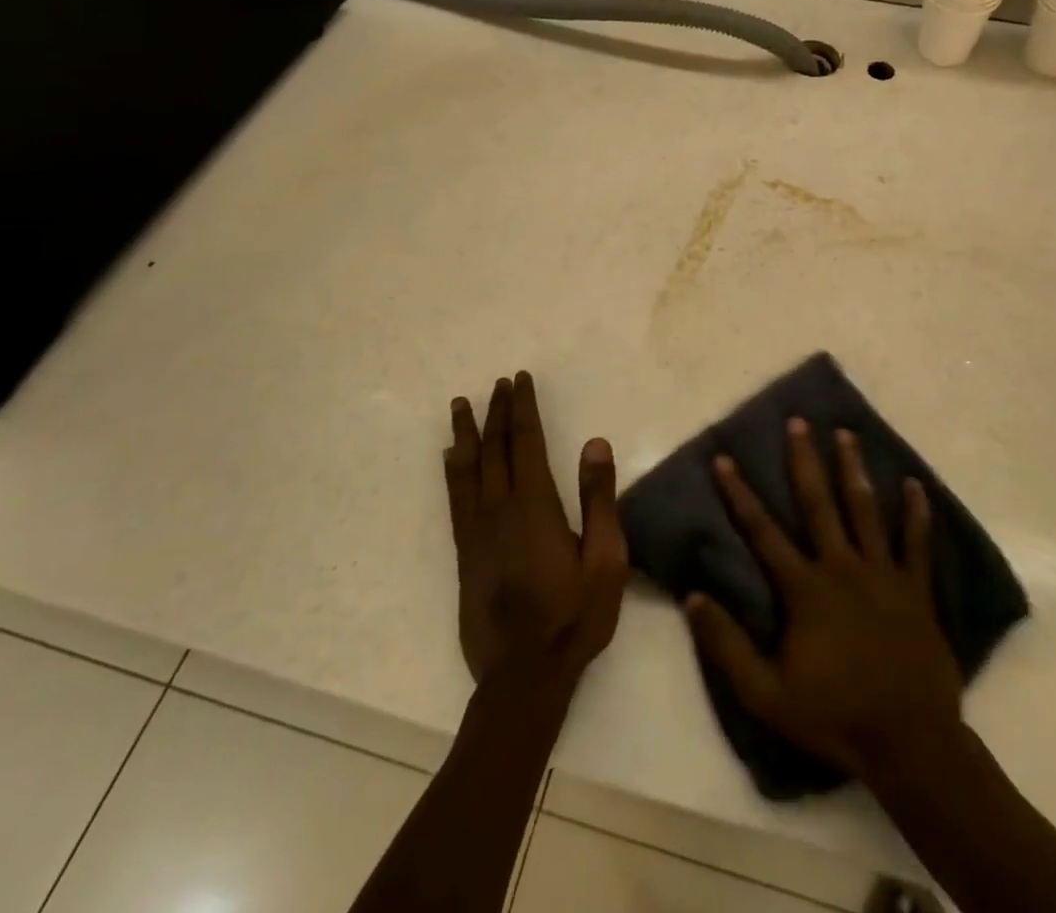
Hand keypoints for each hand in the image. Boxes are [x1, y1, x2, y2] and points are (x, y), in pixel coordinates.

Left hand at [444, 372, 627, 687]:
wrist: (524, 675)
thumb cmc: (575, 616)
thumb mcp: (606, 559)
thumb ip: (599, 499)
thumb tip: (594, 443)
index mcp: (535, 504)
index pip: (526, 441)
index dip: (523, 407)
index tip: (520, 379)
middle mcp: (500, 508)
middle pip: (495, 447)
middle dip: (497, 411)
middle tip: (499, 382)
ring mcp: (477, 530)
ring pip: (468, 468)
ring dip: (466, 432)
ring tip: (462, 404)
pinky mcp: (465, 552)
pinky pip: (455, 498)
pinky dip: (451, 470)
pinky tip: (449, 456)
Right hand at [686, 419, 963, 779]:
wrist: (910, 744)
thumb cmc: (834, 717)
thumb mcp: (767, 694)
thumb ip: (727, 646)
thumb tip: (693, 597)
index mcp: (804, 588)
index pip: (762, 531)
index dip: (739, 493)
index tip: (723, 458)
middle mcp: (842, 566)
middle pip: (819, 502)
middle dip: (804, 460)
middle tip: (797, 422)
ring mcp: (883, 573)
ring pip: (866, 509)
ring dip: (854, 468)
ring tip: (845, 433)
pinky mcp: (916, 589)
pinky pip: (917, 543)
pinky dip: (917, 513)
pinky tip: (916, 484)